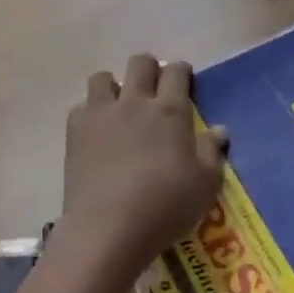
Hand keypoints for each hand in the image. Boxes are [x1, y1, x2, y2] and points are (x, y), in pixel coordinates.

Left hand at [57, 55, 227, 279]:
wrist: (108, 229)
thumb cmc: (166, 206)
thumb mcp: (205, 184)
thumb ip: (212, 152)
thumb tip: (219, 130)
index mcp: (170, 111)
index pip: (176, 72)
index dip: (181, 71)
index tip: (184, 80)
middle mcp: (135, 102)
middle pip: (140, 63)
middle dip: (149, 69)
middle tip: (154, 89)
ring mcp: (101, 115)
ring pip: (103, 78)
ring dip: (113, 85)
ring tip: (120, 106)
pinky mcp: (75, 133)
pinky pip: (81, 106)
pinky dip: (90, 112)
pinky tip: (97, 132)